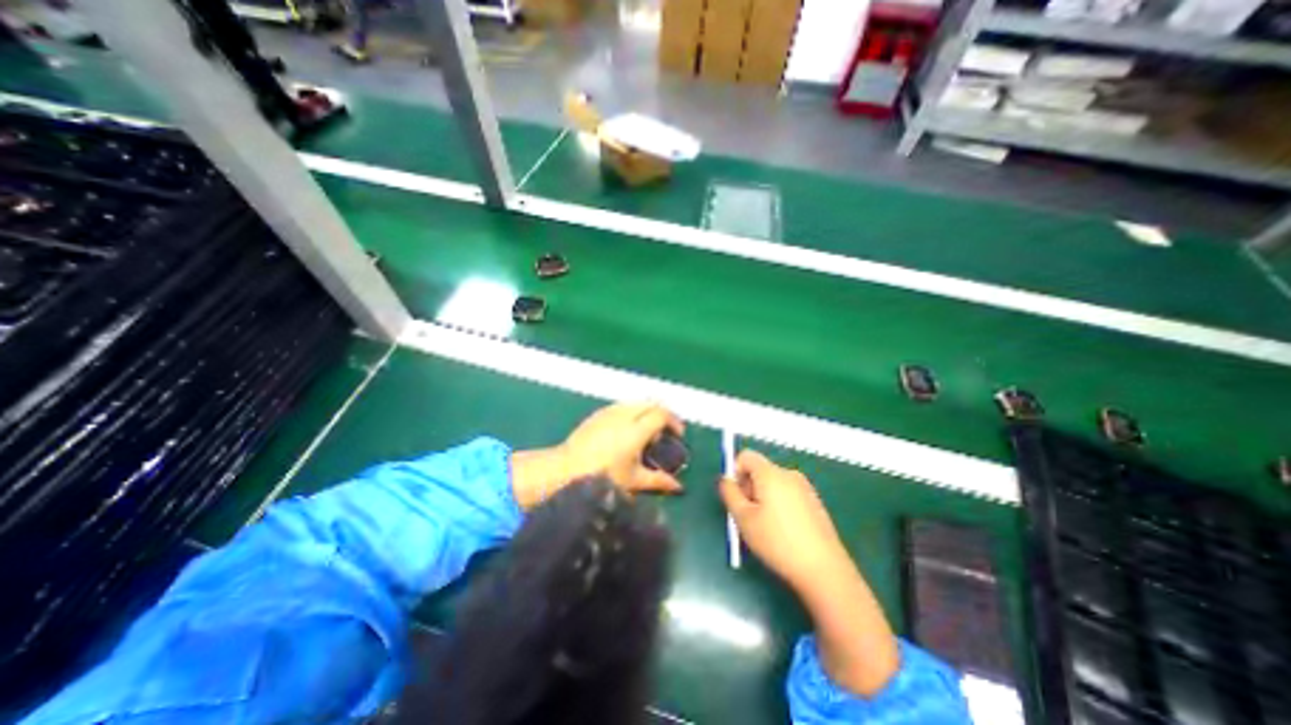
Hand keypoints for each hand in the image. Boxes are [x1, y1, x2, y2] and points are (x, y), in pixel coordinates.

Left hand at [511, 401, 683, 509]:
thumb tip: (679, 487)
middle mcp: (625, 414)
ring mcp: (610, 411)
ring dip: (647, 412)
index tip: (678, 434)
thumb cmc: (602, 476)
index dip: (674, 421)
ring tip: (646, 432)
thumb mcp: (633, 480)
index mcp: (636, 429)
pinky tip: (627, 430)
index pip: (662, 414)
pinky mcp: (599, 413)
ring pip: (636, 402)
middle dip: (663, 414)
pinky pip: (623, 405)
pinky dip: (633, 412)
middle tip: (666, 431)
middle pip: (651, 403)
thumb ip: (658, 480)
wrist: (565, 468)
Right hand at [723, 451, 855, 597]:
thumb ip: (729, 493)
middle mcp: (788, 474)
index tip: (735, 496)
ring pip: (773, 483)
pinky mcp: (815, 502)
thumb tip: (725, 479)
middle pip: (760, 469)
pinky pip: (788, 493)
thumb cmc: (777, 542)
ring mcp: (805, 487)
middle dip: (748, 487)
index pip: (746, 456)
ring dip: (763, 497)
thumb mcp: (743, 518)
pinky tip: (783, 531)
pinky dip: (779, 504)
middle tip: (747, 515)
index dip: (735, 471)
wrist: (824, 569)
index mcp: (770, 473)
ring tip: (765, 526)